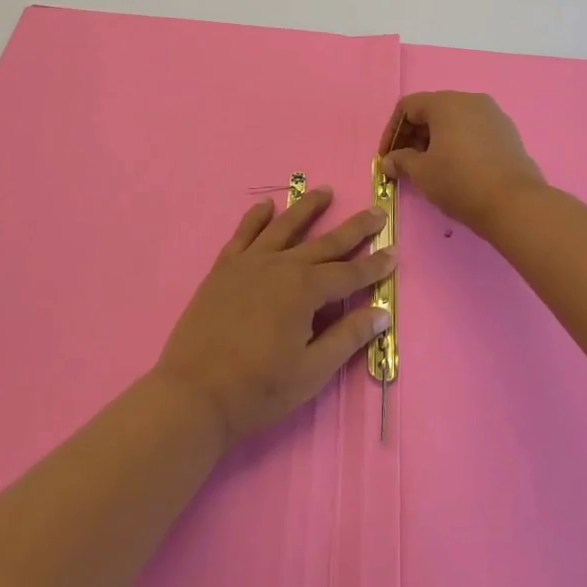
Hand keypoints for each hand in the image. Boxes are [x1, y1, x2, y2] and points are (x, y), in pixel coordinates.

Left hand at [155, 186, 393, 447]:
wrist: (193, 394)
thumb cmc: (258, 389)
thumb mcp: (311, 371)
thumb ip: (347, 337)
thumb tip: (381, 313)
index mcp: (305, 291)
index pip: (349, 274)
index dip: (373, 266)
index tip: (393, 252)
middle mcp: (281, 266)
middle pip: (324, 243)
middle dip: (354, 229)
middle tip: (376, 212)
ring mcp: (249, 263)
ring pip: (285, 226)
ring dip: (307, 208)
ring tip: (325, 192)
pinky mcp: (223, 268)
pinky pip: (243, 234)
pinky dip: (256, 217)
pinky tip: (267, 206)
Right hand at [379, 91, 545, 232]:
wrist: (515, 204)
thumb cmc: (460, 182)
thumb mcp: (422, 173)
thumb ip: (401, 161)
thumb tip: (389, 160)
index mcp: (446, 103)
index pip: (408, 107)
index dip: (392, 131)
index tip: (387, 157)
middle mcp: (470, 100)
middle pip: (432, 110)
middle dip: (414, 135)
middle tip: (405, 163)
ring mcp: (493, 114)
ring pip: (454, 120)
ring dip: (436, 139)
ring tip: (429, 167)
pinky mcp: (508, 132)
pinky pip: (474, 130)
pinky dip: (458, 143)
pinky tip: (456, 168)